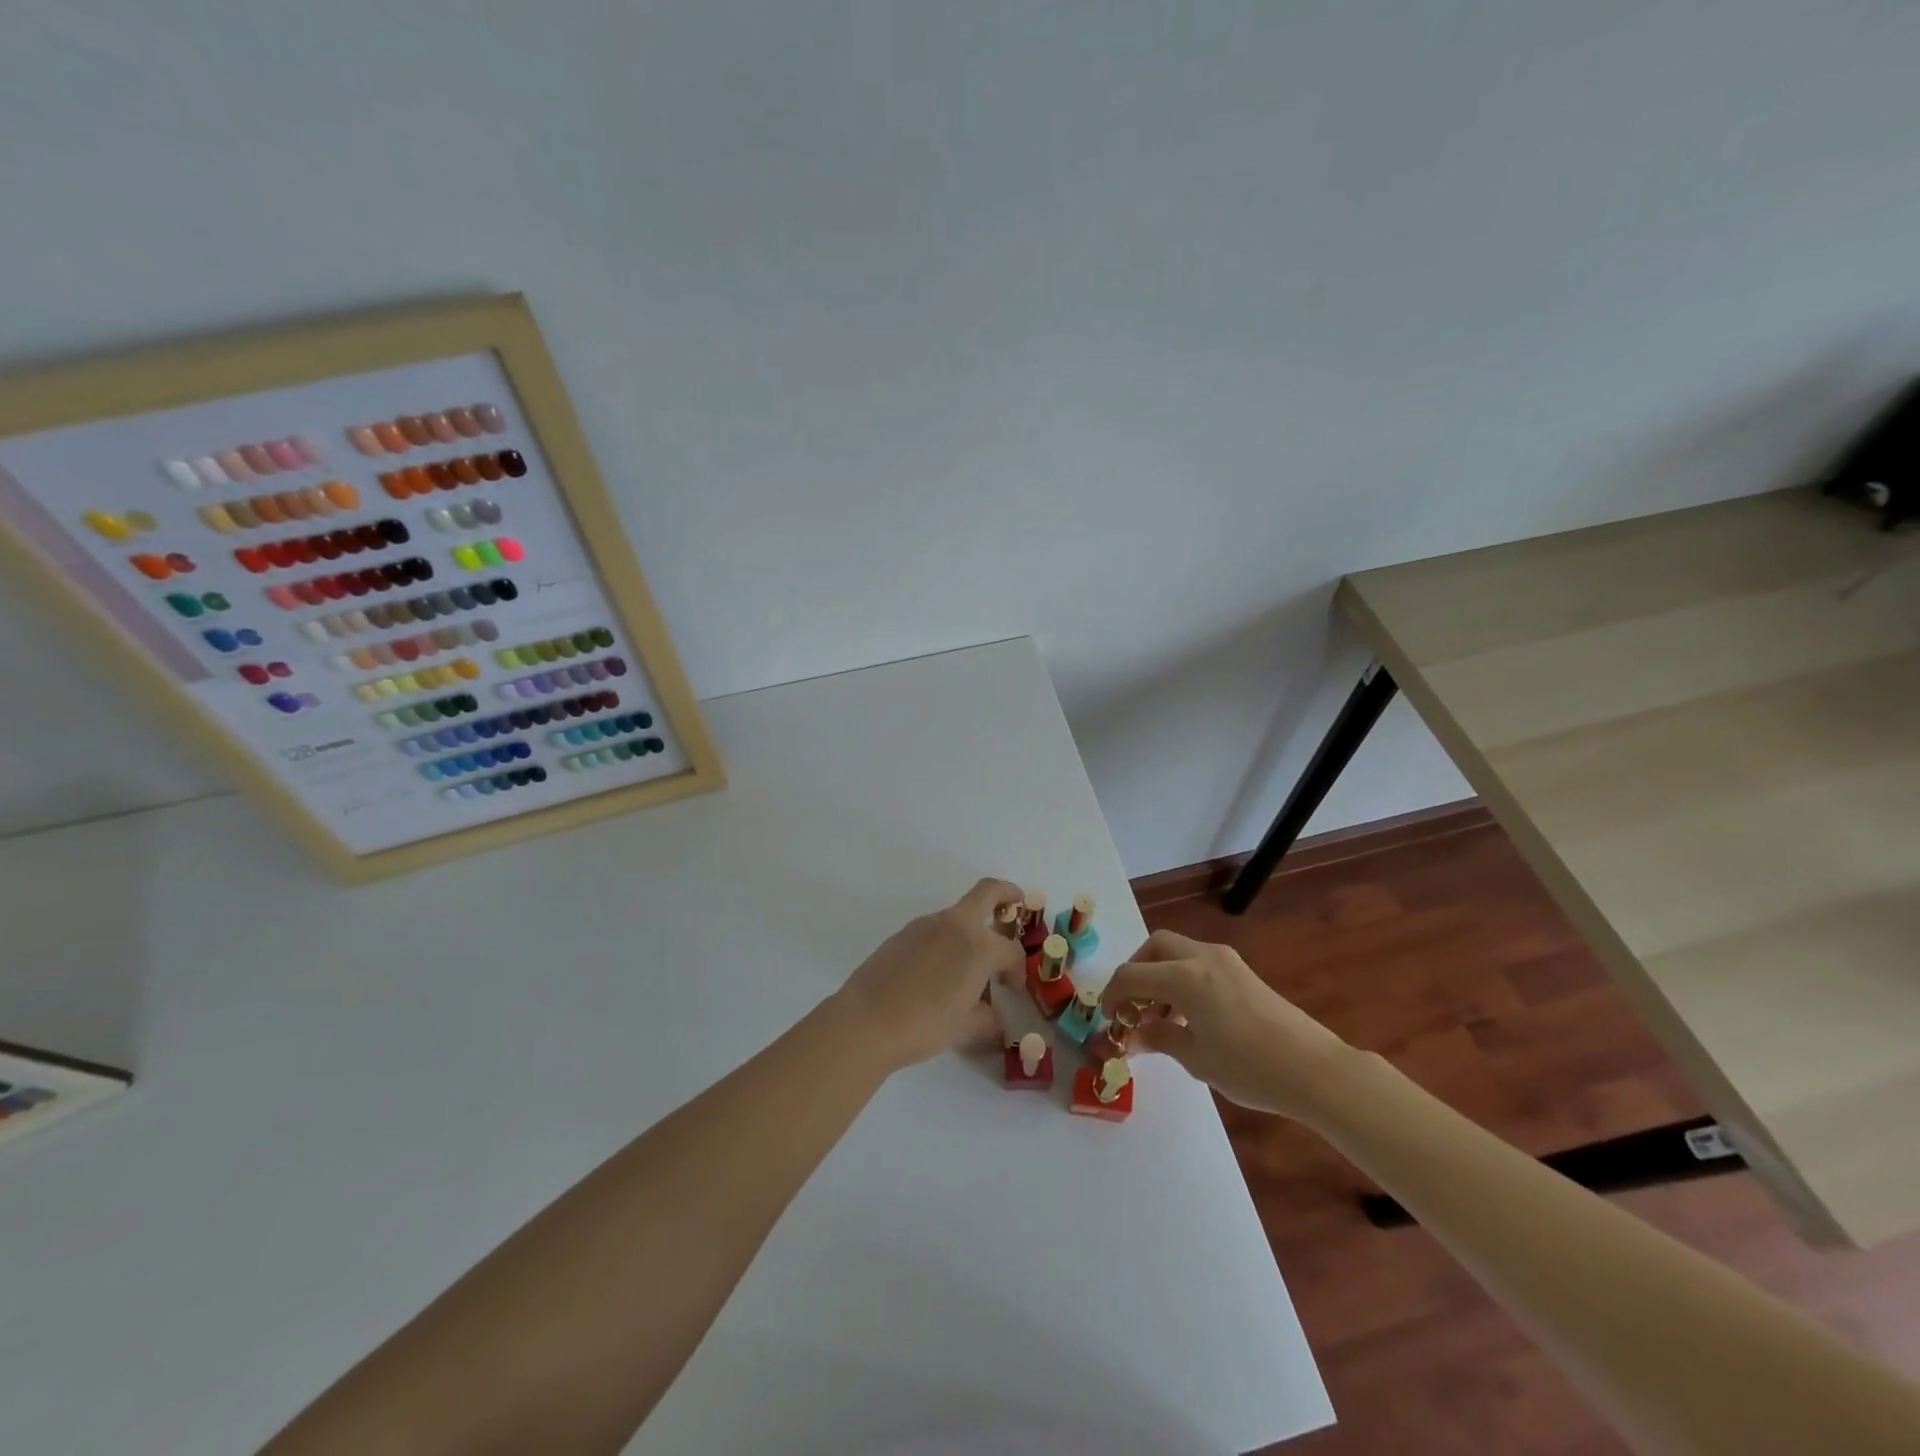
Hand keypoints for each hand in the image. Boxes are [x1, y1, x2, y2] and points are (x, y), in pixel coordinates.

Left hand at [832, 878, 1025, 1071]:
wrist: (866, 1021)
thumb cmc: (924, 1025)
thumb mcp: (964, 1028)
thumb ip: (986, 1018)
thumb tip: (992, 1016)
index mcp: (978, 946)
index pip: (1010, 950)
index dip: (1017, 969)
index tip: (1011, 988)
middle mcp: (954, 925)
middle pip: (988, 891)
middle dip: (1007, 894)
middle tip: (1016, 906)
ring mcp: (925, 925)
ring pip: (958, 915)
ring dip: (971, 928)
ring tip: (967, 967)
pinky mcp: (902, 934)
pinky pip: (934, 930)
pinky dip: (945, 942)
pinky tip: (936, 974)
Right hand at [1100, 929, 1355, 1117]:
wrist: (1315, 1070)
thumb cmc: (1250, 1067)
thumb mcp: (1196, 1058)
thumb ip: (1159, 1038)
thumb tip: (1132, 1035)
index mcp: (1184, 977)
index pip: (1132, 974)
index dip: (1112, 994)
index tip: (1108, 1017)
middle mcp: (1202, 958)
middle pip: (1155, 946)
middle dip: (1136, 970)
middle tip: (1132, 1005)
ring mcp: (1226, 961)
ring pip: (1178, 952)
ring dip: (1160, 975)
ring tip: (1160, 1017)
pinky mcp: (1242, 972)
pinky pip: (1199, 963)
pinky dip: (1182, 979)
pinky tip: (1189, 1016)